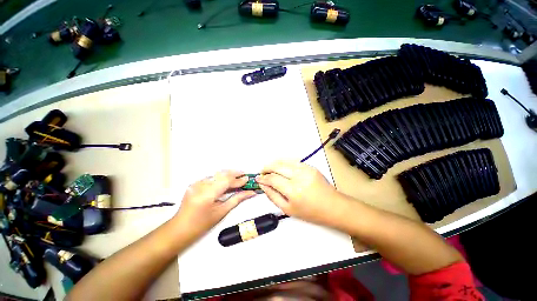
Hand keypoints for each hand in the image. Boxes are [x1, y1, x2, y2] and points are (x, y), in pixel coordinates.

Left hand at [175, 171, 256, 239]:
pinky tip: (226, 180)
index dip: (238, 179)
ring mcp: (196, 183)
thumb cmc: (202, 224)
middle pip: (221, 174)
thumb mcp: (221, 212)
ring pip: (216, 174)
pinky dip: (221, 177)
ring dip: (228, 174)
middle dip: (235, 173)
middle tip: (244, 174)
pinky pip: (211, 177)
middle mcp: (201, 185)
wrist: (180, 228)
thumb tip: (250, 193)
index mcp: (207, 194)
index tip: (248, 179)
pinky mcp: (195, 183)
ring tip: (238, 175)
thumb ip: (237, 199)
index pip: (226, 181)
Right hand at [255, 160, 340, 225]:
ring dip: (275, 164)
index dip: (263, 178)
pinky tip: (281, 167)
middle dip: (267, 167)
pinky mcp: (310, 166)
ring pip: (284, 161)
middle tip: (262, 172)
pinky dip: (284, 163)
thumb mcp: (288, 209)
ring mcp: (306, 169)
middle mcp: (299, 177)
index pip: (273, 179)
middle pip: (277, 166)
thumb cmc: (310, 212)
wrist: (332, 206)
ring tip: (270, 169)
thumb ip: (273, 196)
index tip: (258, 178)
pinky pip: (293, 161)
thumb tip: (263, 185)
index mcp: (293, 191)